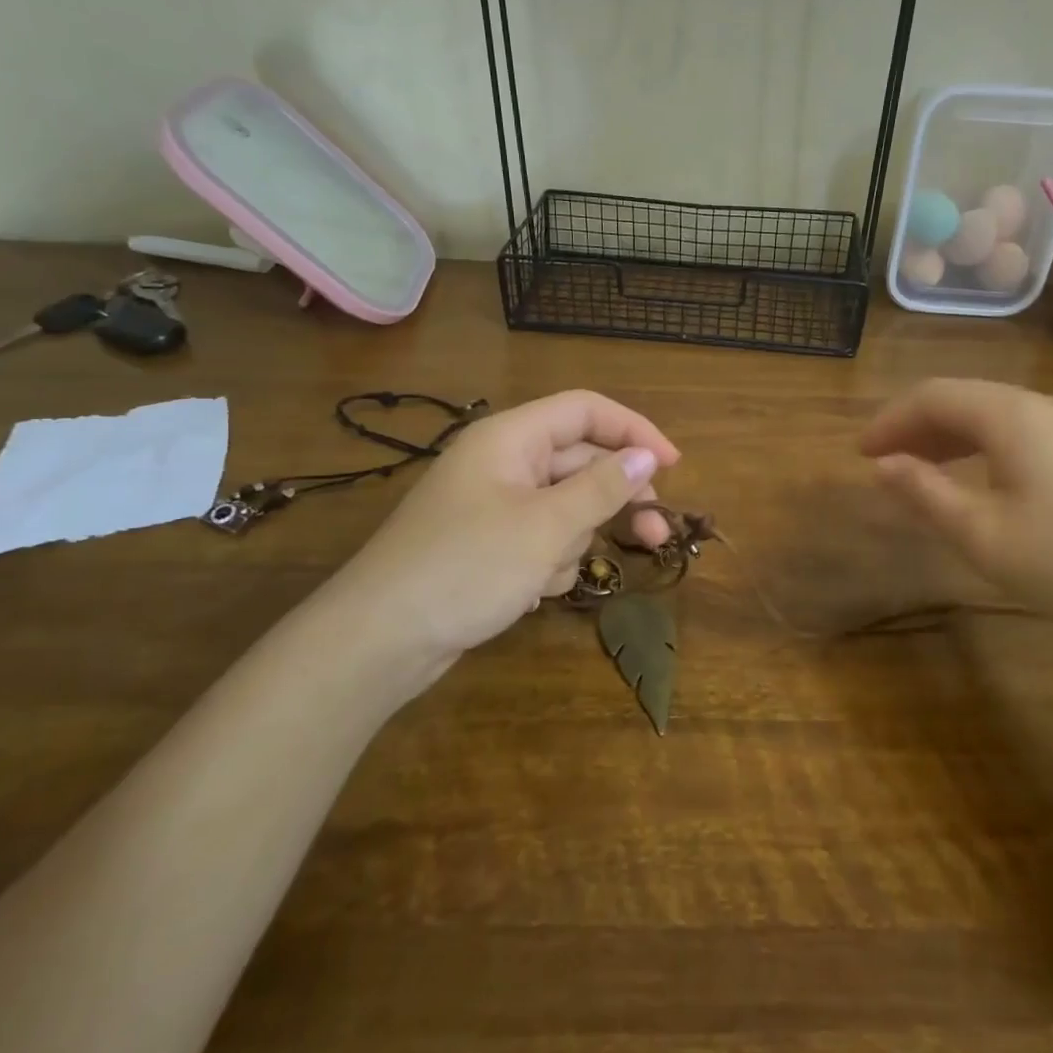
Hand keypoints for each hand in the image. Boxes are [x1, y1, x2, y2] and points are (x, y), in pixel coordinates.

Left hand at [328, 391, 680, 658]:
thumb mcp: (546, 526)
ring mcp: (493, 505)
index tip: (673, 465)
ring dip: (572, 540)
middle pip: (580, 463)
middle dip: (614, 500)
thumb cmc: (466, 568)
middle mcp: (503, 463)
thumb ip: (602, 487)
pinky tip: (530, 592)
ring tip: (547, 574)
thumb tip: (646, 456)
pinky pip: (540, 539)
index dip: (634, 430)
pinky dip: (547, 562)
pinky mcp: (488, 545)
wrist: (379, 641)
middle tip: (655, 537)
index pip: (586, 410)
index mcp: (511, 438)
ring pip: (564, 507)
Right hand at [861, 379, 1052, 646]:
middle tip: (886, 461)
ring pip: (998, 416)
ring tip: (926, 470)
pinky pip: (1027, 433)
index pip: (933, 395)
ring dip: (953, 437)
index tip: (861, 453)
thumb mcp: (984, 535)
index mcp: (1012, 414)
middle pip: (966, 398)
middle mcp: (1046, 406)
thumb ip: (926, 493)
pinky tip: (986, 480)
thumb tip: (882, 465)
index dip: (891, 420)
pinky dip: (988, 448)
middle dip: (918, 426)